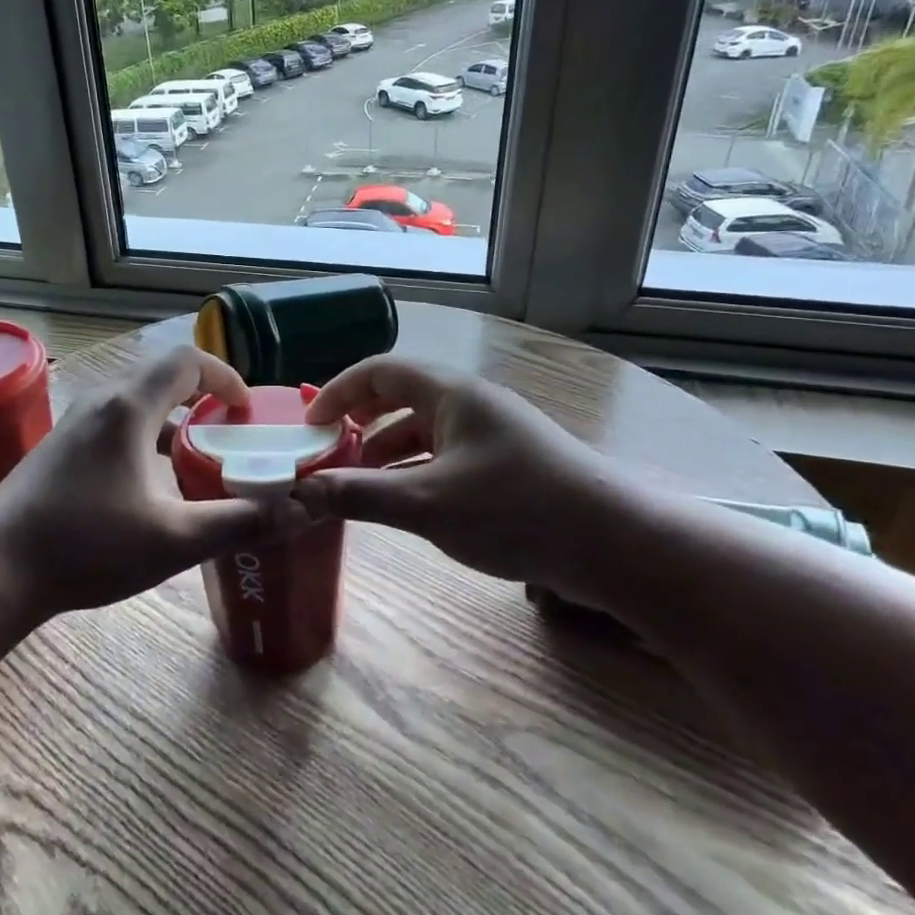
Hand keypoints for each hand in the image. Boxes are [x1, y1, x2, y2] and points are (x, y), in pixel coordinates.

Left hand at [0, 346, 310, 620]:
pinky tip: (149, 487)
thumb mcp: (174, 539)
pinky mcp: (58, 448)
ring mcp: (73, 424)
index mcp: (129, 408)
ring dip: (172, 422)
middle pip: (162, 379)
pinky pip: (114, 424)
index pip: (186, 361)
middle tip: (231, 438)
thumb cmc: (87, 547)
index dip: (224, 376)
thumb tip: (299, 512)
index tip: (246, 410)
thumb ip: (239, 522)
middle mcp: (100, 402)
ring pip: (136, 404)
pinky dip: (145, 438)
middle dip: (203, 400)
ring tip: (196, 462)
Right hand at [293, 356, 641, 605]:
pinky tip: (402, 500)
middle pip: (400, 396)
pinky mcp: (504, 464)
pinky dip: (414, 469)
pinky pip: (444, 454)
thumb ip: (360, 495)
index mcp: (450, 393)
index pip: (380, 370)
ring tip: (356, 481)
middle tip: (327, 449)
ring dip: (385, 449)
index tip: (309, 423)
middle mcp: (469, 403)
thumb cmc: (514, 509)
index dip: (339, 390)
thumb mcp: (426, 504)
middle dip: (359, 420)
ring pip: (422, 429)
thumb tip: (300, 493)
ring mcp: (490, 433)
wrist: (613, 543)